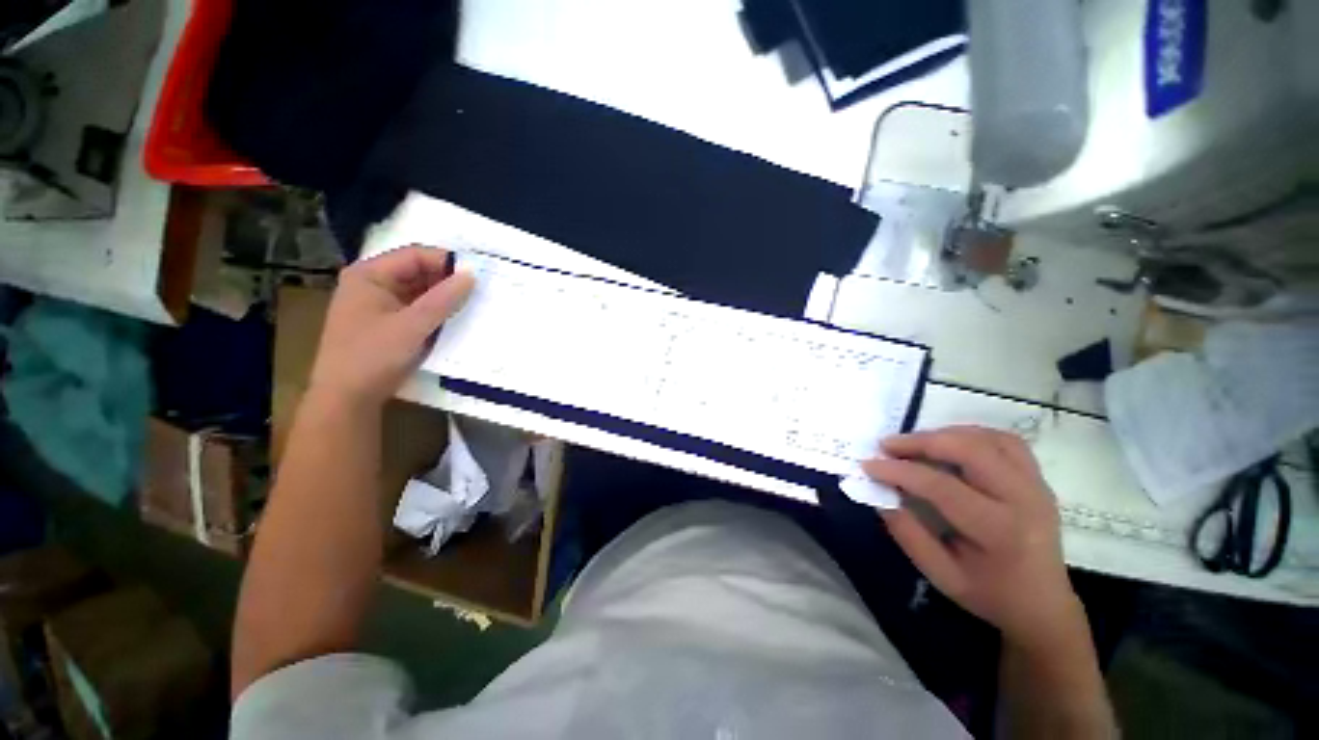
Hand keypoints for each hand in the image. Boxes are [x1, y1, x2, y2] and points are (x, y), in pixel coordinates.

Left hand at [310, 246, 474, 406]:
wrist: (347, 398)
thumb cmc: (373, 356)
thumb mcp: (412, 325)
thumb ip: (443, 299)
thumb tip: (472, 275)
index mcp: (369, 275)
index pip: (415, 256)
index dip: (447, 262)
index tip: (478, 275)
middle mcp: (373, 285)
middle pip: (418, 273)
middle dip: (448, 281)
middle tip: (480, 291)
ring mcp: (380, 305)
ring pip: (420, 293)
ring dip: (445, 298)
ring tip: (474, 305)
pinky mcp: (389, 324)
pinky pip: (418, 310)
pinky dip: (437, 313)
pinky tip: (457, 320)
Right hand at [864, 426, 1084, 652]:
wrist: (1042, 605)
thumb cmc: (988, 594)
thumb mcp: (940, 575)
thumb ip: (908, 533)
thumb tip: (879, 493)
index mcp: (1000, 532)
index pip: (943, 487)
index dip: (900, 471)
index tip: (868, 464)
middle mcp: (1025, 500)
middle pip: (972, 450)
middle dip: (922, 441)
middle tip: (888, 445)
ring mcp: (1036, 485)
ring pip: (989, 438)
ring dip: (945, 434)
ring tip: (914, 443)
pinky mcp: (1037, 478)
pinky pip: (1005, 441)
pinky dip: (972, 435)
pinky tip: (949, 445)